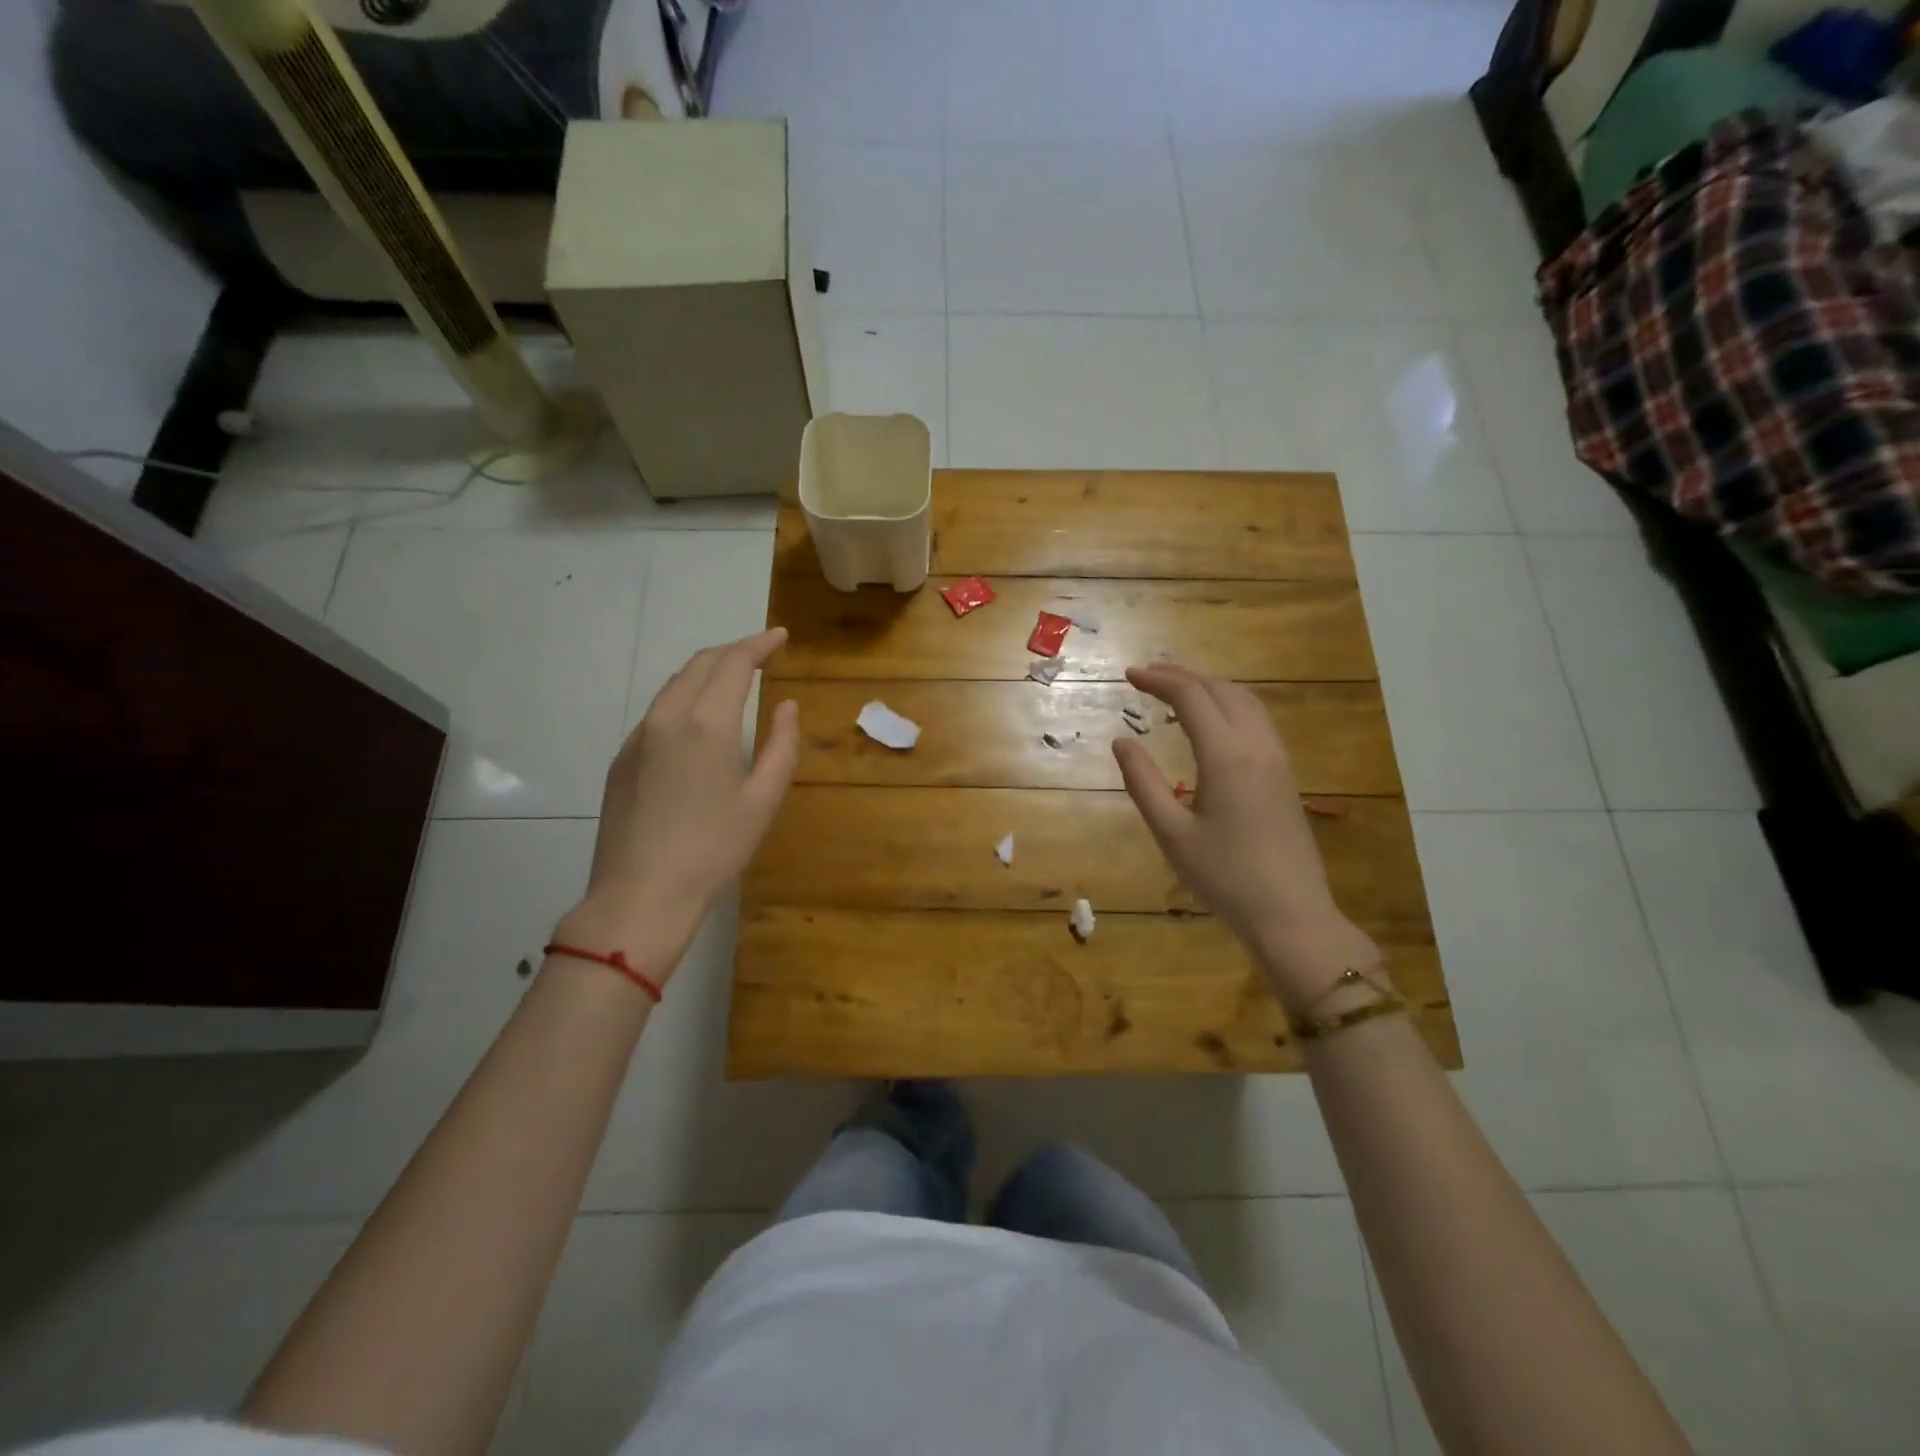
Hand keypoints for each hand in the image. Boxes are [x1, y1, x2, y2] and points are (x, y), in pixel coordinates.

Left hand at [555, 629, 799, 983]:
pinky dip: (685, 698)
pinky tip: (699, 721)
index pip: (734, 663)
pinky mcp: (622, 759)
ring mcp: (638, 737)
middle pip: (701, 664)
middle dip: (734, 651)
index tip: (781, 637)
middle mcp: (667, 717)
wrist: (640, 894)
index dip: (759, 644)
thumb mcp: (763, 799)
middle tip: (762, 653)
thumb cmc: (714, 849)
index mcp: (707, 723)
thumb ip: (781, 745)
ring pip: (674, 685)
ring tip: (734, 680)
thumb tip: (786, 706)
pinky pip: (657, 712)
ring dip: (707, 672)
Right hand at [1112, 663, 1380, 1009]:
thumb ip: (1143, 783)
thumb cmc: (1224, 877)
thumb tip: (1122, 742)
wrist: (1291, 914)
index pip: (1191, 697)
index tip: (1129, 675)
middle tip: (1148, 676)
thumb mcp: (1171, 833)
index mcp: (1226, 756)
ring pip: (1246, 701)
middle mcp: (1257, 746)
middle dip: (1183, 676)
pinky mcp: (1285, 776)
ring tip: (1178, 689)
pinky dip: (1229, 705)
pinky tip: (1213, 721)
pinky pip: (1258, 720)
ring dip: (1210, 687)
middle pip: (1221, 690)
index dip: (1159, 680)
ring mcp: (1277, 760)